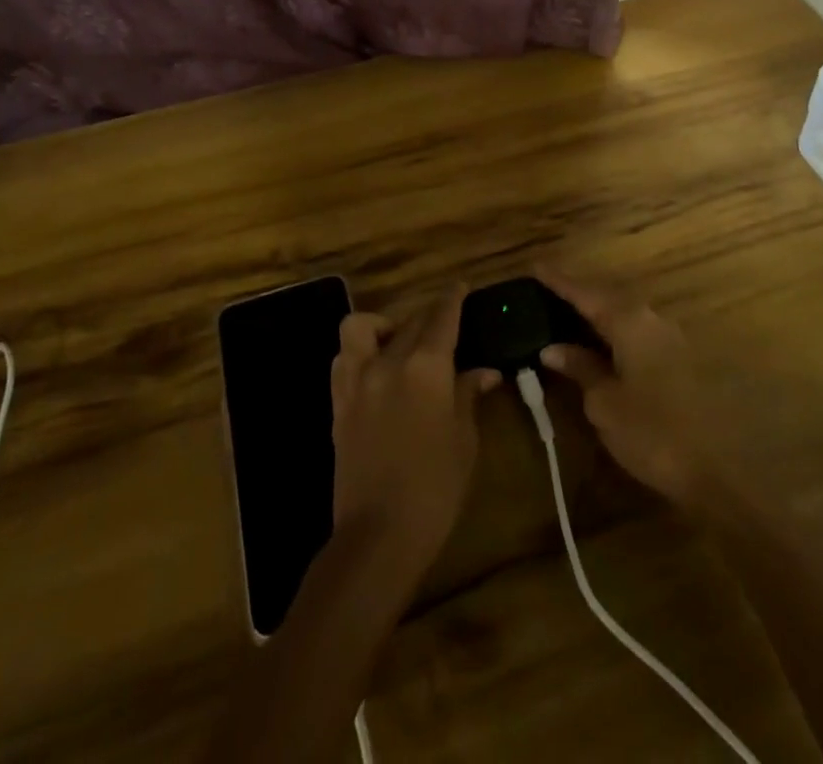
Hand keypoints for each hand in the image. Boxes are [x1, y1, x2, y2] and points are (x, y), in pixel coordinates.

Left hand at [330, 287, 499, 577]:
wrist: (377, 535)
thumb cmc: (435, 489)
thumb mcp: (464, 440)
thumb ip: (469, 395)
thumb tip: (485, 372)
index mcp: (426, 367)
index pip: (441, 317)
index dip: (452, 299)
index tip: (460, 287)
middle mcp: (387, 361)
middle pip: (409, 321)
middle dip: (428, 317)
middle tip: (444, 327)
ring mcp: (356, 380)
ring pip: (361, 327)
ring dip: (381, 326)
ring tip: (398, 343)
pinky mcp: (338, 402)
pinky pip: (343, 358)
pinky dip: (358, 352)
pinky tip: (375, 369)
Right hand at [539, 277, 729, 510]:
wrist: (724, 470)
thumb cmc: (654, 432)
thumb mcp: (605, 403)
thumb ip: (580, 368)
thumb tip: (554, 349)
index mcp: (629, 320)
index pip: (585, 292)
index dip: (558, 281)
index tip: (535, 267)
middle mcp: (651, 319)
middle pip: (607, 298)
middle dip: (578, 296)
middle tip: (547, 295)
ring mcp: (671, 338)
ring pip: (624, 316)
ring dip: (597, 317)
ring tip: (569, 320)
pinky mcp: (682, 360)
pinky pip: (637, 334)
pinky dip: (614, 335)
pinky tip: (601, 347)